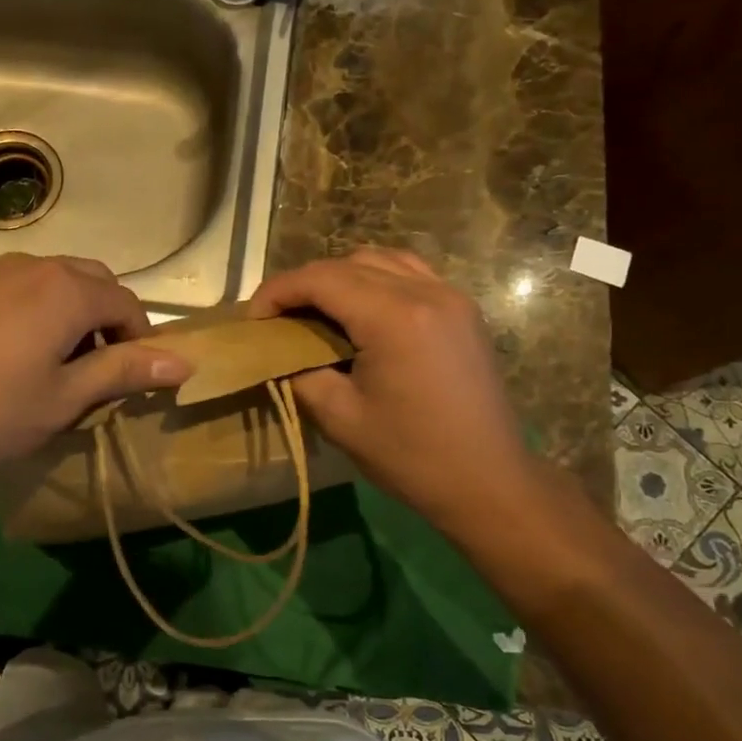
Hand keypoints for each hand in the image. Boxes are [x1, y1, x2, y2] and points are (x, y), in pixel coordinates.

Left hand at [0, 254, 191, 473]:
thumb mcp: (65, 399)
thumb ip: (125, 371)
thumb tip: (185, 361)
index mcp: (67, 289)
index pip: (128, 303)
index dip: (140, 341)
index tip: (130, 381)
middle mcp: (33, 265)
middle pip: (93, 280)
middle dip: (107, 318)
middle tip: (94, 369)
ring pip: (52, 279)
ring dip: (69, 311)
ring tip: (52, 360)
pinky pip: (14, 286)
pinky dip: (31, 309)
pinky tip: (6, 351)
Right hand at [249, 249, 537, 535]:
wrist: (489, 482)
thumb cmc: (411, 456)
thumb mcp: (339, 418)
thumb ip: (300, 372)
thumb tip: (278, 351)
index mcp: (394, 318)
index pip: (321, 279)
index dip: (277, 291)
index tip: (253, 319)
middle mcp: (425, 292)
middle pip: (348, 263)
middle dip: (304, 284)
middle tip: (278, 319)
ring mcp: (450, 296)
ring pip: (380, 259)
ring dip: (340, 276)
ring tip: (317, 311)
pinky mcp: (462, 309)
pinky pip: (410, 272)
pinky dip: (376, 279)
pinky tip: (362, 310)